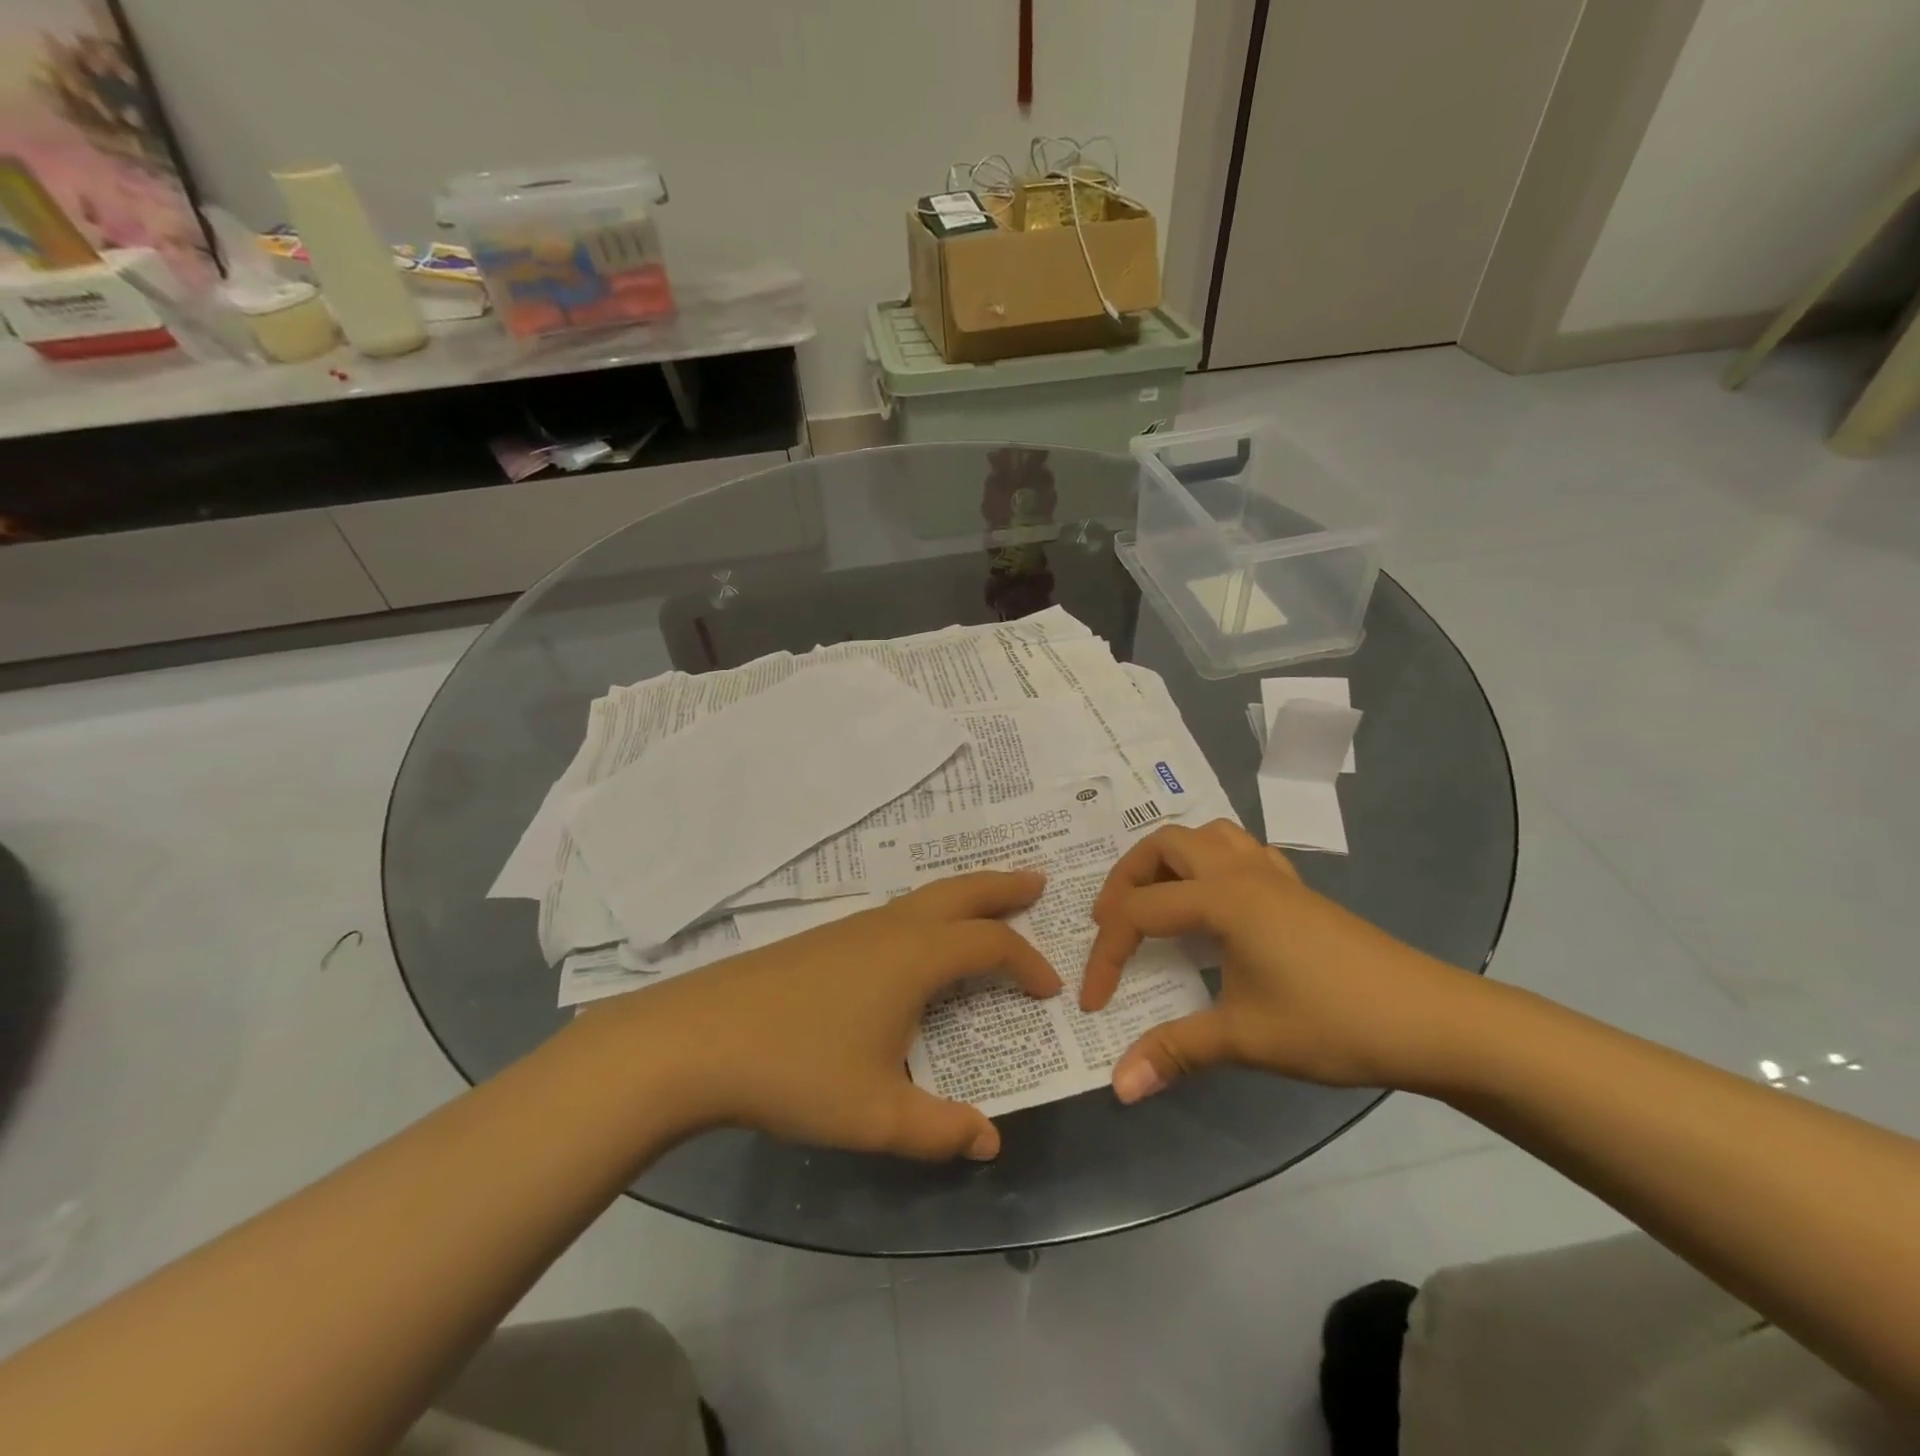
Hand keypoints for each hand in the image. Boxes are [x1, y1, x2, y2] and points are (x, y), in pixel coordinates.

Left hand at [592, 871, 1058, 1160]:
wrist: (697, 1039)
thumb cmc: (797, 1071)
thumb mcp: (876, 1115)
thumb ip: (939, 1131)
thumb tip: (989, 1143)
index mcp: (915, 957)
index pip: (991, 946)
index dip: (1027, 963)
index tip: (1049, 990)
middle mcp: (891, 928)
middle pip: (961, 892)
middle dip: (1003, 887)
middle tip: (1038, 883)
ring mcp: (853, 928)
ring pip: (924, 898)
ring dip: (964, 897)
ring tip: (986, 907)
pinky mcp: (824, 939)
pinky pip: (896, 913)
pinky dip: (929, 913)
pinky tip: (916, 942)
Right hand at [1080, 821, 1470, 1101]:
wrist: (1432, 1020)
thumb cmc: (1333, 1022)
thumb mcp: (1246, 1039)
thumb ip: (1175, 1051)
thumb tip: (1118, 1086)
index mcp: (1221, 898)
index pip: (1139, 912)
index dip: (1107, 956)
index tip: (1094, 1002)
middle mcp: (1239, 871)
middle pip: (1162, 846)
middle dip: (1124, 880)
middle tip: (1110, 924)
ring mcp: (1272, 874)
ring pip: (1204, 835)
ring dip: (1168, 860)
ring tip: (1155, 901)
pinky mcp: (1296, 888)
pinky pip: (1240, 850)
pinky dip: (1211, 862)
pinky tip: (1215, 901)